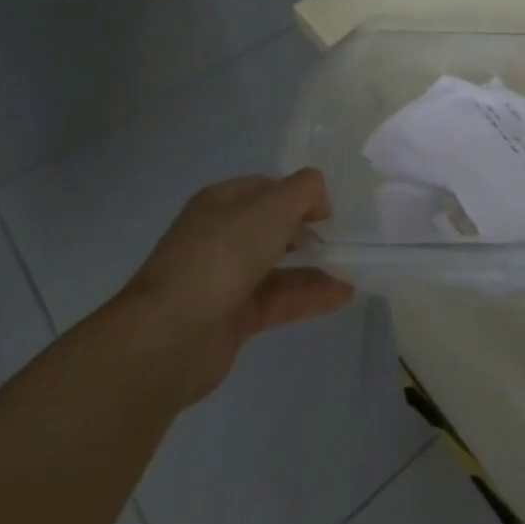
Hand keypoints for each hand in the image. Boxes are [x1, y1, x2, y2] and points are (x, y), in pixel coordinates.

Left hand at [119, 170, 354, 405]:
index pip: (265, 188)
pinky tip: (343, 295)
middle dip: (306, 230)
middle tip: (341, 236)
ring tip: (352, 267)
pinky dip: (310, 296)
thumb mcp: (273, 205)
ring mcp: (224, 280)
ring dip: (315, 266)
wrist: (172, 335)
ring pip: (278, 266)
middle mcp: (219, 237)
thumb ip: (305, 190)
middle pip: (271, 227)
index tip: (327, 209)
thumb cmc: (223, 254)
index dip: (298, 193)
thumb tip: (318, 201)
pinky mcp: (233, 319)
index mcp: (220, 203)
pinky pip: (279, 300)